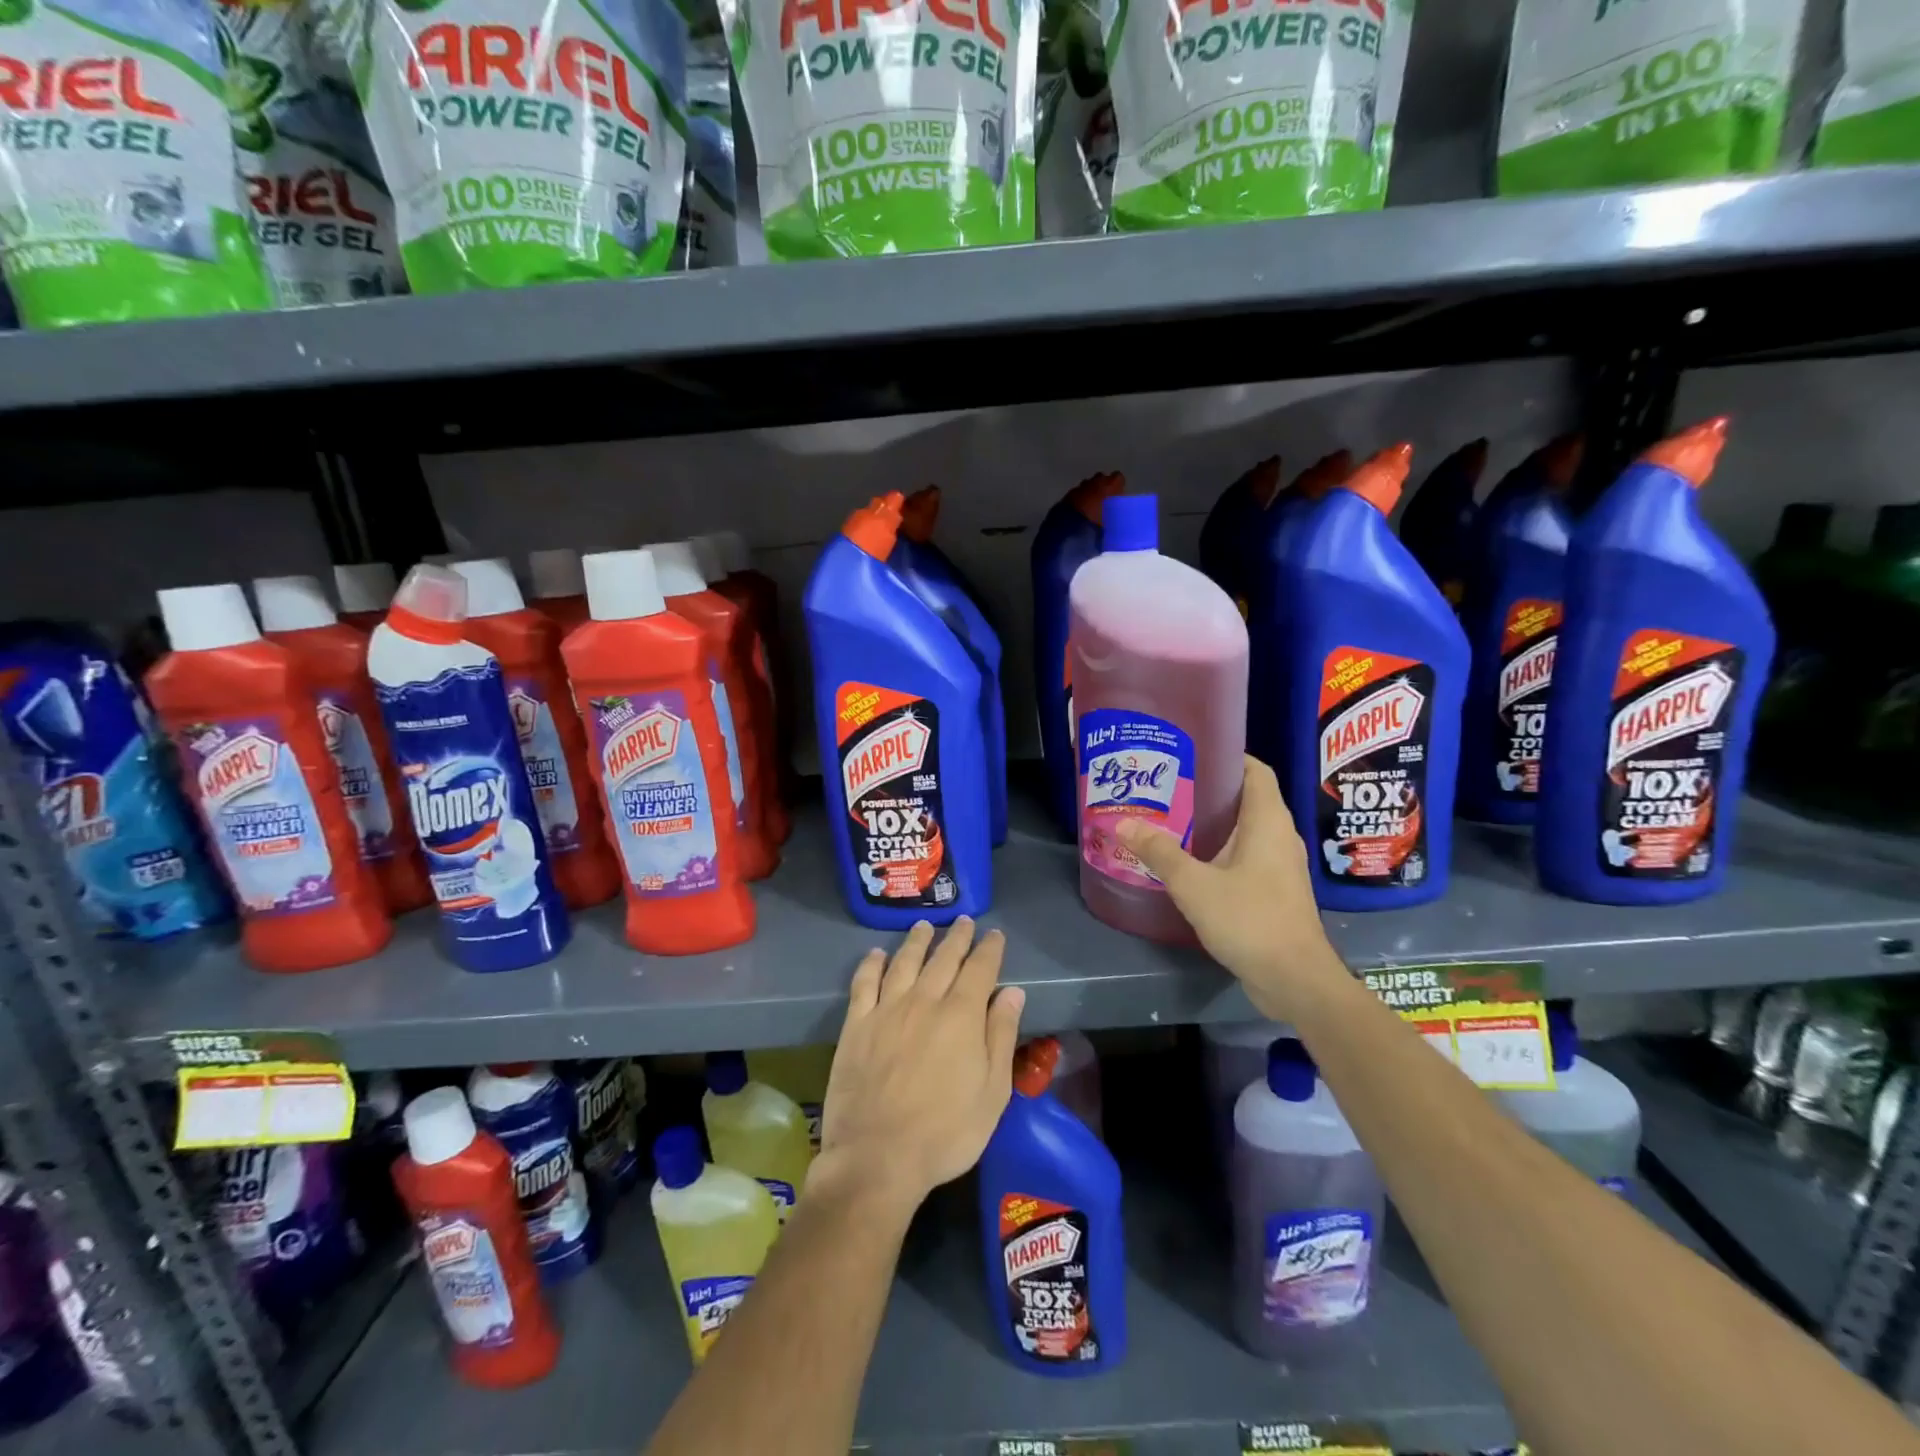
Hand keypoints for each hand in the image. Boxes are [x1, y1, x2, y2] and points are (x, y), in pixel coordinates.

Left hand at [815, 918, 1025, 1217]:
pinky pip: (864, 983)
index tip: (995, 935)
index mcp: (961, 1016)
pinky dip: (872, 964)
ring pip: (905, 962)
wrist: (877, 1158)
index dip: (989, 949)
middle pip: (943, 958)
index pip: (980, 969)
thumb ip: (1001, 1036)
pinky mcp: (857, 1025)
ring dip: (917, 941)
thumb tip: (1012, 991)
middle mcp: (924, 1001)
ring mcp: (886, 1010)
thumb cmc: (946, 1132)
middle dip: (957, 937)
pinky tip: (877, 954)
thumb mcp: (992, 1093)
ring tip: (925, 926)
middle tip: (963, 921)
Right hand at [1115, 754, 1343, 1020]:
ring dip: (1212, 823)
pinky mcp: (1275, 891)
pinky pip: (1246, 856)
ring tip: (1170, 819)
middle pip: (1246, 798)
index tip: (1189, 753)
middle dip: (1208, 789)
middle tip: (1166, 786)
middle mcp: (1279, 836)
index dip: (1227, 756)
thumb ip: (1159, 852)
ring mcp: (1280, 865)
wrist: (1295, 980)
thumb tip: (1122, 822)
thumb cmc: (1250, 920)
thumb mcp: (1195, 884)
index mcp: (1268, 821)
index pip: (1255, 770)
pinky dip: (1220, 850)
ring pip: (1245, 830)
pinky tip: (1190, 861)